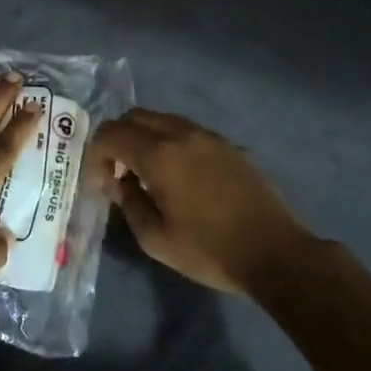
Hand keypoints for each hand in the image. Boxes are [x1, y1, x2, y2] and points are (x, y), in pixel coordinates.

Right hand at [88, 109, 315, 297]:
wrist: (274, 253)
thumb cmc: (209, 250)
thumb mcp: (156, 239)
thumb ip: (128, 203)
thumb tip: (117, 182)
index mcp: (159, 155)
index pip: (111, 134)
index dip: (96, 155)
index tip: (100, 184)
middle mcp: (181, 134)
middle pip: (134, 117)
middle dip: (117, 140)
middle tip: (117, 174)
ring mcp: (207, 136)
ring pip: (161, 120)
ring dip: (142, 139)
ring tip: (145, 175)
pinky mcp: (226, 145)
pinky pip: (184, 130)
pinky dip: (167, 142)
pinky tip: (175, 175)